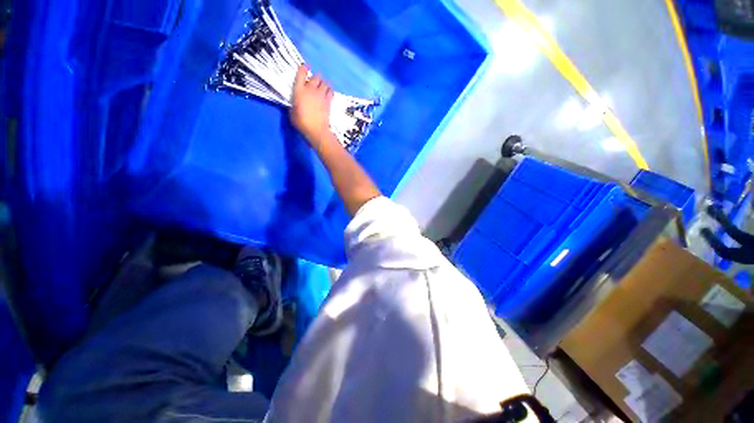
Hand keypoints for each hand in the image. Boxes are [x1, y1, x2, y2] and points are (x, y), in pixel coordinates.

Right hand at [291, 64, 334, 145]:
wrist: (316, 129)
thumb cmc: (301, 122)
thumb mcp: (292, 112)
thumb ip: (294, 104)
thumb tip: (297, 103)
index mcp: (299, 90)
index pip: (301, 73)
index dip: (304, 68)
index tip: (305, 66)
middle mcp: (310, 89)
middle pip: (316, 76)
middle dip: (316, 78)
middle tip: (315, 83)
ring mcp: (321, 95)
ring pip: (325, 82)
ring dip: (323, 83)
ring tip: (322, 87)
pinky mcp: (328, 101)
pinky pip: (331, 91)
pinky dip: (330, 90)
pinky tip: (328, 93)